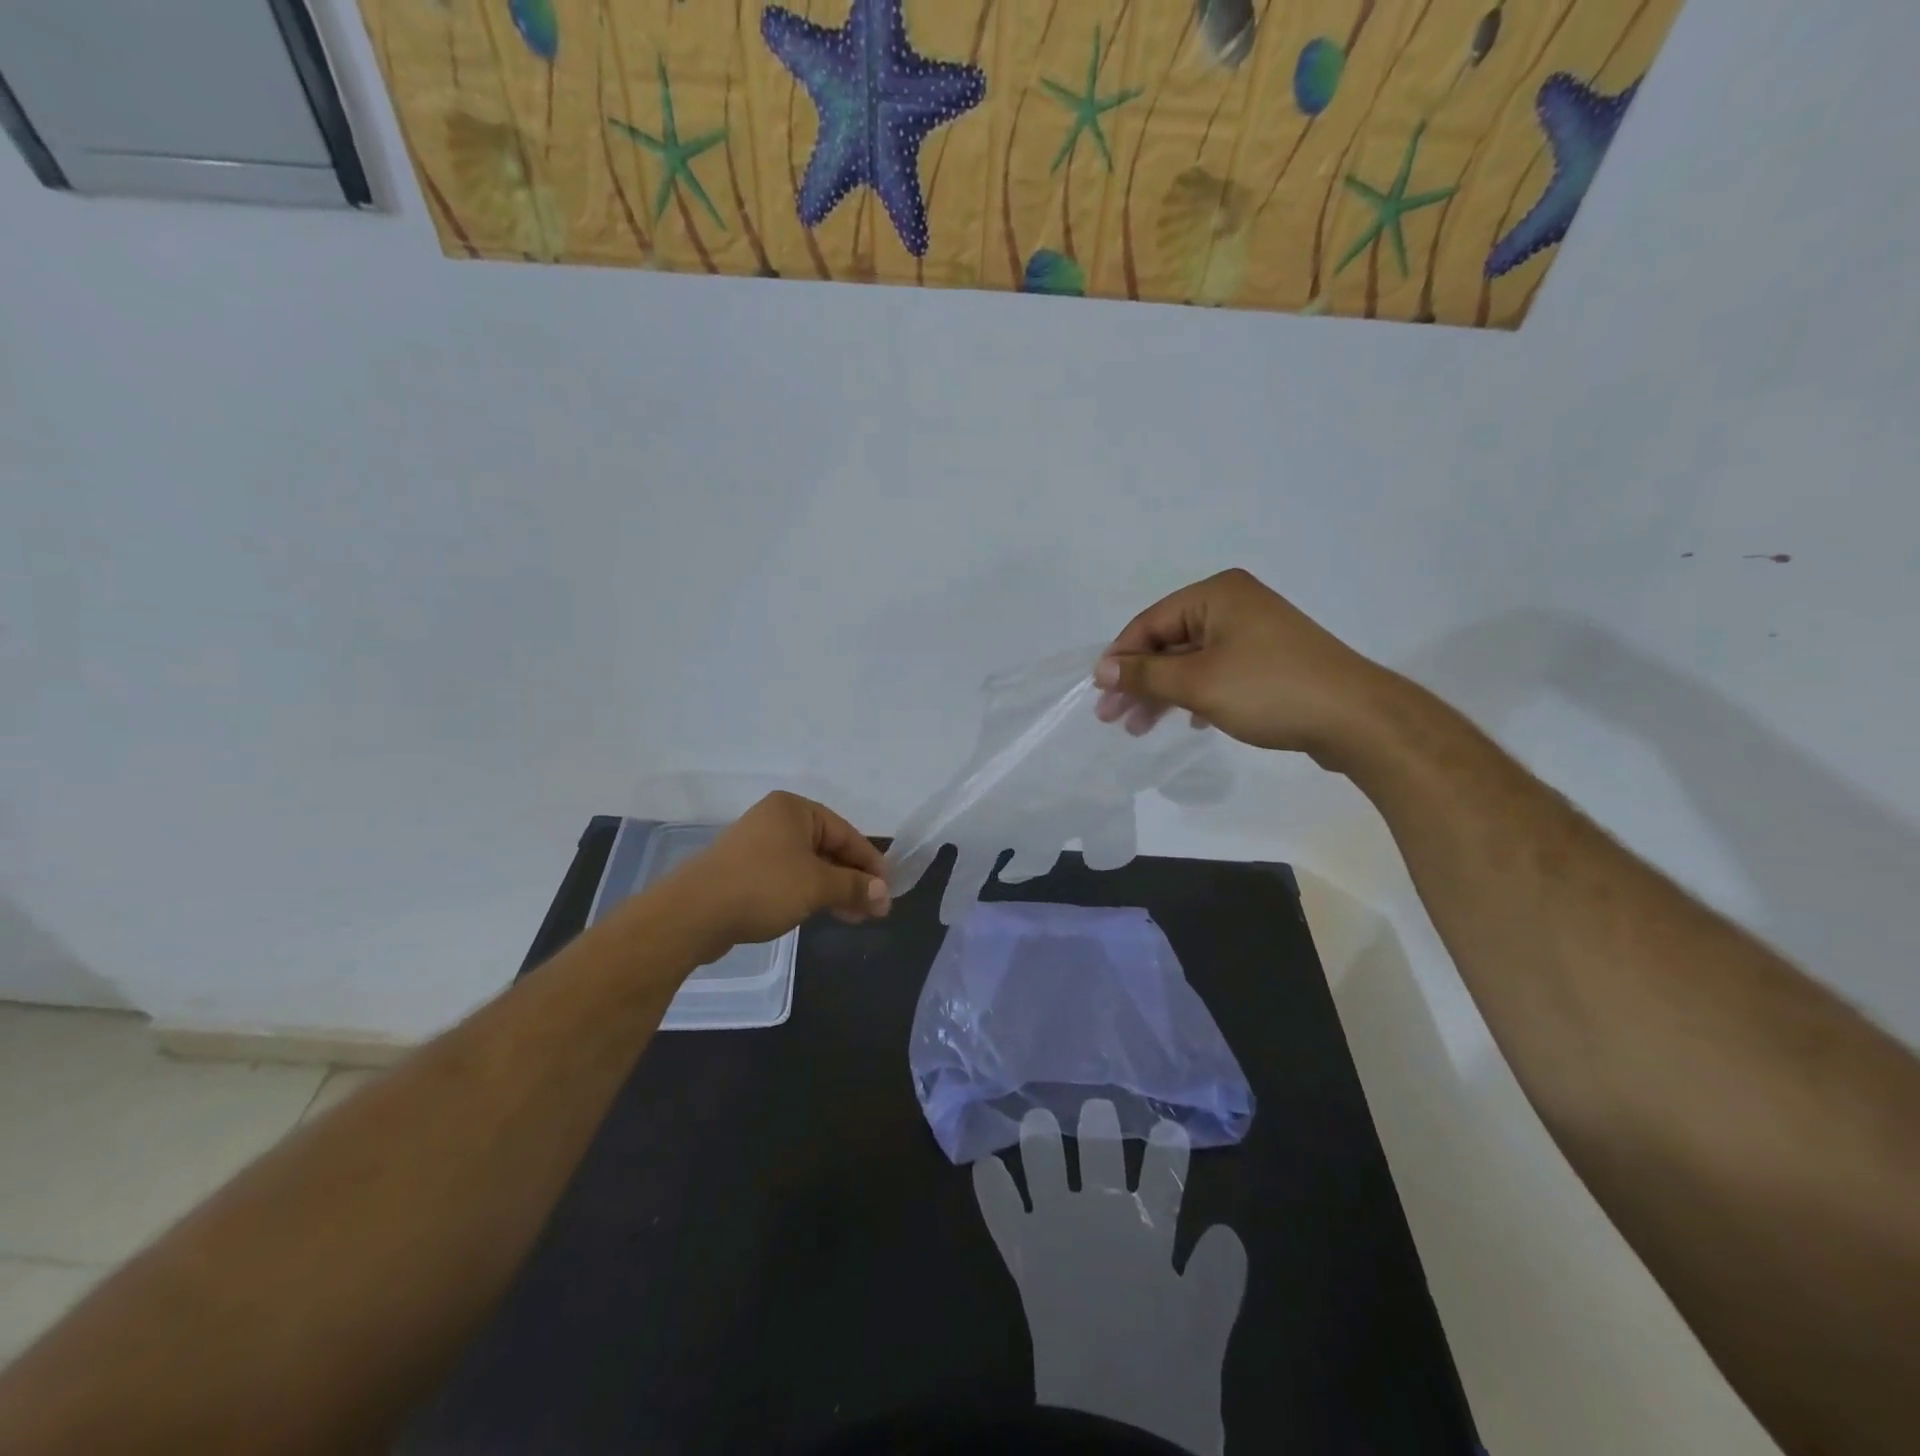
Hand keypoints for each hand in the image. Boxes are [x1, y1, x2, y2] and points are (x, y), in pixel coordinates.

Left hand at [666, 792, 889, 949]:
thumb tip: (884, 894)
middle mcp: (776, 820)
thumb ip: (854, 887)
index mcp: (795, 809)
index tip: (888, 892)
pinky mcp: (743, 870)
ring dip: (833, 889)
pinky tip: (820, 912)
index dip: (871, 864)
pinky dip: (808, 892)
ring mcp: (757, 844)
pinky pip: (787, 876)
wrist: (693, 914)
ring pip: (808, 865)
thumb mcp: (817, 886)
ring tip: (853, 917)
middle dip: (852, 879)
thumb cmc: (763, 887)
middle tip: (874, 909)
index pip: (846, 833)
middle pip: (828, 848)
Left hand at [973, 1101, 1246, 1455]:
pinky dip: (992, 1189)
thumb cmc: (1167, 1381)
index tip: (1170, 1128)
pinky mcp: (1025, 1258)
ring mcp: (1057, 1230)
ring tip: (1036, 1118)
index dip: (1168, 1151)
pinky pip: (1002, 1214)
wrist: (1113, 1423)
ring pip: (1045, 1165)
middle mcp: (1101, 1216)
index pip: (1164, 1177)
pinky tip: (983, 1165)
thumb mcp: (1205, 1332)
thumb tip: (1227, 1233)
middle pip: (1100, 1153)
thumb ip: (1218, 1279)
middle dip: (1100, 1126)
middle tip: (1098, 1105)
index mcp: (1147, 1232)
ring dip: (1040, 1140)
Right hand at [1094, 568, 1395, 761]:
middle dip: (1140, 680)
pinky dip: (1195, 695)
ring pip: (1191, 660)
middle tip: (1112, 717)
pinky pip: (1217, 672)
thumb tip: (1102, 668)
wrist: (1355, 718)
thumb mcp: (1197, 683)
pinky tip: (1186, 721)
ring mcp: (1255, 632)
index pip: (1150, 623)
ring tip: (1139, 728)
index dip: (1120, 658)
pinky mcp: (1269, 660)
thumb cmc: (1269, 690)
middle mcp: (1234, 604)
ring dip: (1163, 693)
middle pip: (1168, 641)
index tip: (1099, 694)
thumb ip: (1145, 674)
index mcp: (1216, 594)